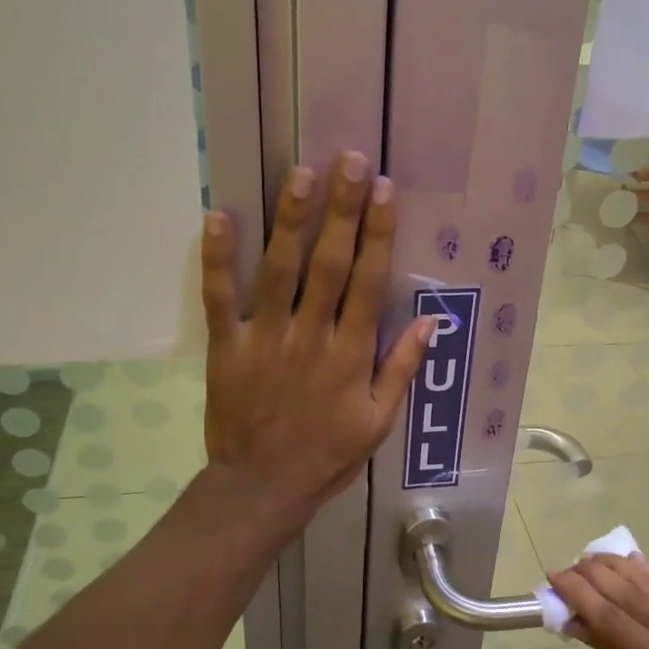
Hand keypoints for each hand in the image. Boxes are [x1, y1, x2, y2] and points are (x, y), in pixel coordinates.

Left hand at [202, 151, 430, 523]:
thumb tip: (431, 322)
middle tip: (349, 162)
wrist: (263, 487)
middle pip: (330, 265)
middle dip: (342, 211)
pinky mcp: (228, 347)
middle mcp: (311, 337)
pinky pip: (221, 298)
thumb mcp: (378, 422)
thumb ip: (401, 369)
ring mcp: (266, 339)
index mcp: (351, 355)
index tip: (385, 192)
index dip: (379, 235)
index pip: (370, 284)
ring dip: (291, 221)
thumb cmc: (327, 455)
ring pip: (280, 271)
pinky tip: (218, 217)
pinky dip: (218, 259)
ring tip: (300, 174)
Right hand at [550, 554, 648, 648]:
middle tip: (565, 571)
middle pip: (629, 591)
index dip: (577, 592)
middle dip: (593, 575)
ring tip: (589, 562)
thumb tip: (578, 621)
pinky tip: (629, 564)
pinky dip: (645, 576)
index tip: (553, 577)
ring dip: (618, 568)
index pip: (610, 616)